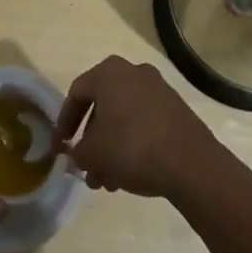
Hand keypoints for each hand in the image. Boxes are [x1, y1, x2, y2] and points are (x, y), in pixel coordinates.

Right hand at [56, 56, 223, 199]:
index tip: (60, 147)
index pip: (76, 94)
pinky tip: (129, 174)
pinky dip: (133, 144)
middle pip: (102, 107)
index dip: (64, 122)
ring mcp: (158, 89)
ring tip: (107, 180)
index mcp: (109, 72)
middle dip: (92, 140)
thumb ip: (77, 151)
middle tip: (86, 168)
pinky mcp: (177, 109)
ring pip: (124, 118)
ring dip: (111, 147)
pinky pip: (145, 123)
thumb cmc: (131, 147)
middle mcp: (133, 72)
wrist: (190, 163)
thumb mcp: (93, 154)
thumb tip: (77, 154)